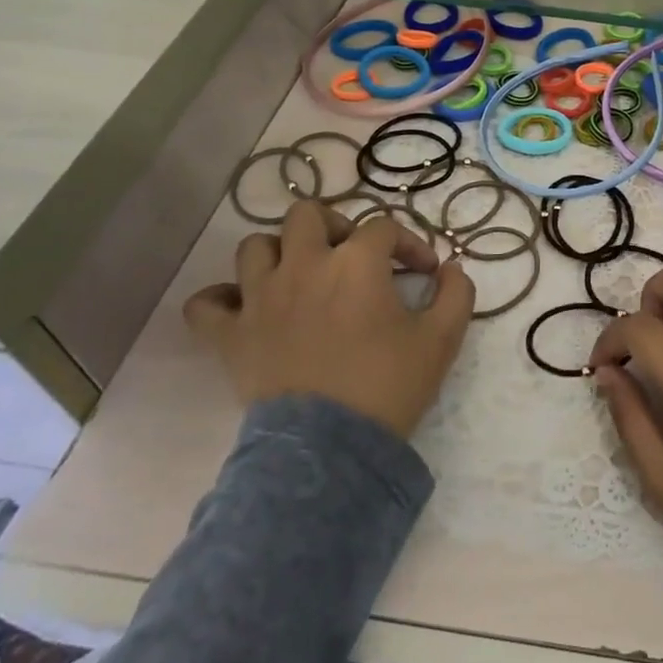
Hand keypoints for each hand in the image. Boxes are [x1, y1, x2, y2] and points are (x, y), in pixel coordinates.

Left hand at [184, 200, 474, 438]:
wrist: (331, 447)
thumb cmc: (389, 385)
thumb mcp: (442, 339)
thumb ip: (457, 294)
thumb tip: (452, 269)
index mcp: (356, 263)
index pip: (385, 228)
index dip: (409, 244)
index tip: (425, 272)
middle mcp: (303, 266)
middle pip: (308, 215)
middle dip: (335, 227)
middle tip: (353, 258)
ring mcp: (260, 298)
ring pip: (255, 246)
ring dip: (280, 254)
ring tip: (301, 277)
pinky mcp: (230, 335)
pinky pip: (205, 303)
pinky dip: (222, 300)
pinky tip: (245, 309)